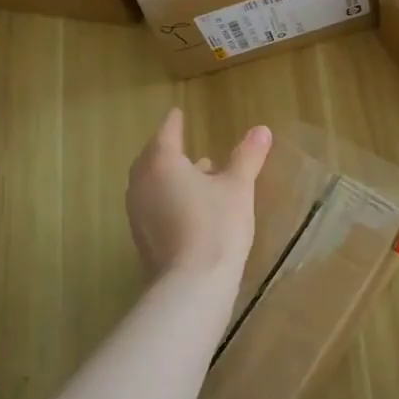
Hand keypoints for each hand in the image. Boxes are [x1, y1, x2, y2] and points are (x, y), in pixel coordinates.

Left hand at [125, 108, 271, 283]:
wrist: (191, 285)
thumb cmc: (216, 226)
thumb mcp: (238, 187)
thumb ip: (247, 157)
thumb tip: (261, 129)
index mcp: (161, 163)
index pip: (166, 132)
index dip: (174, 122)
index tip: (178, 113)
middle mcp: (142, 183)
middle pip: (152, 158)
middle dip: (168, 149)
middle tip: (181, 142)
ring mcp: (137, 213)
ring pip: (151, 183)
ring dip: (169, 175)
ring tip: (198, 173)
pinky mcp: (142, 238)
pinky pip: (153, 205)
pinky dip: (168, 197)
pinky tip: (191, 206)